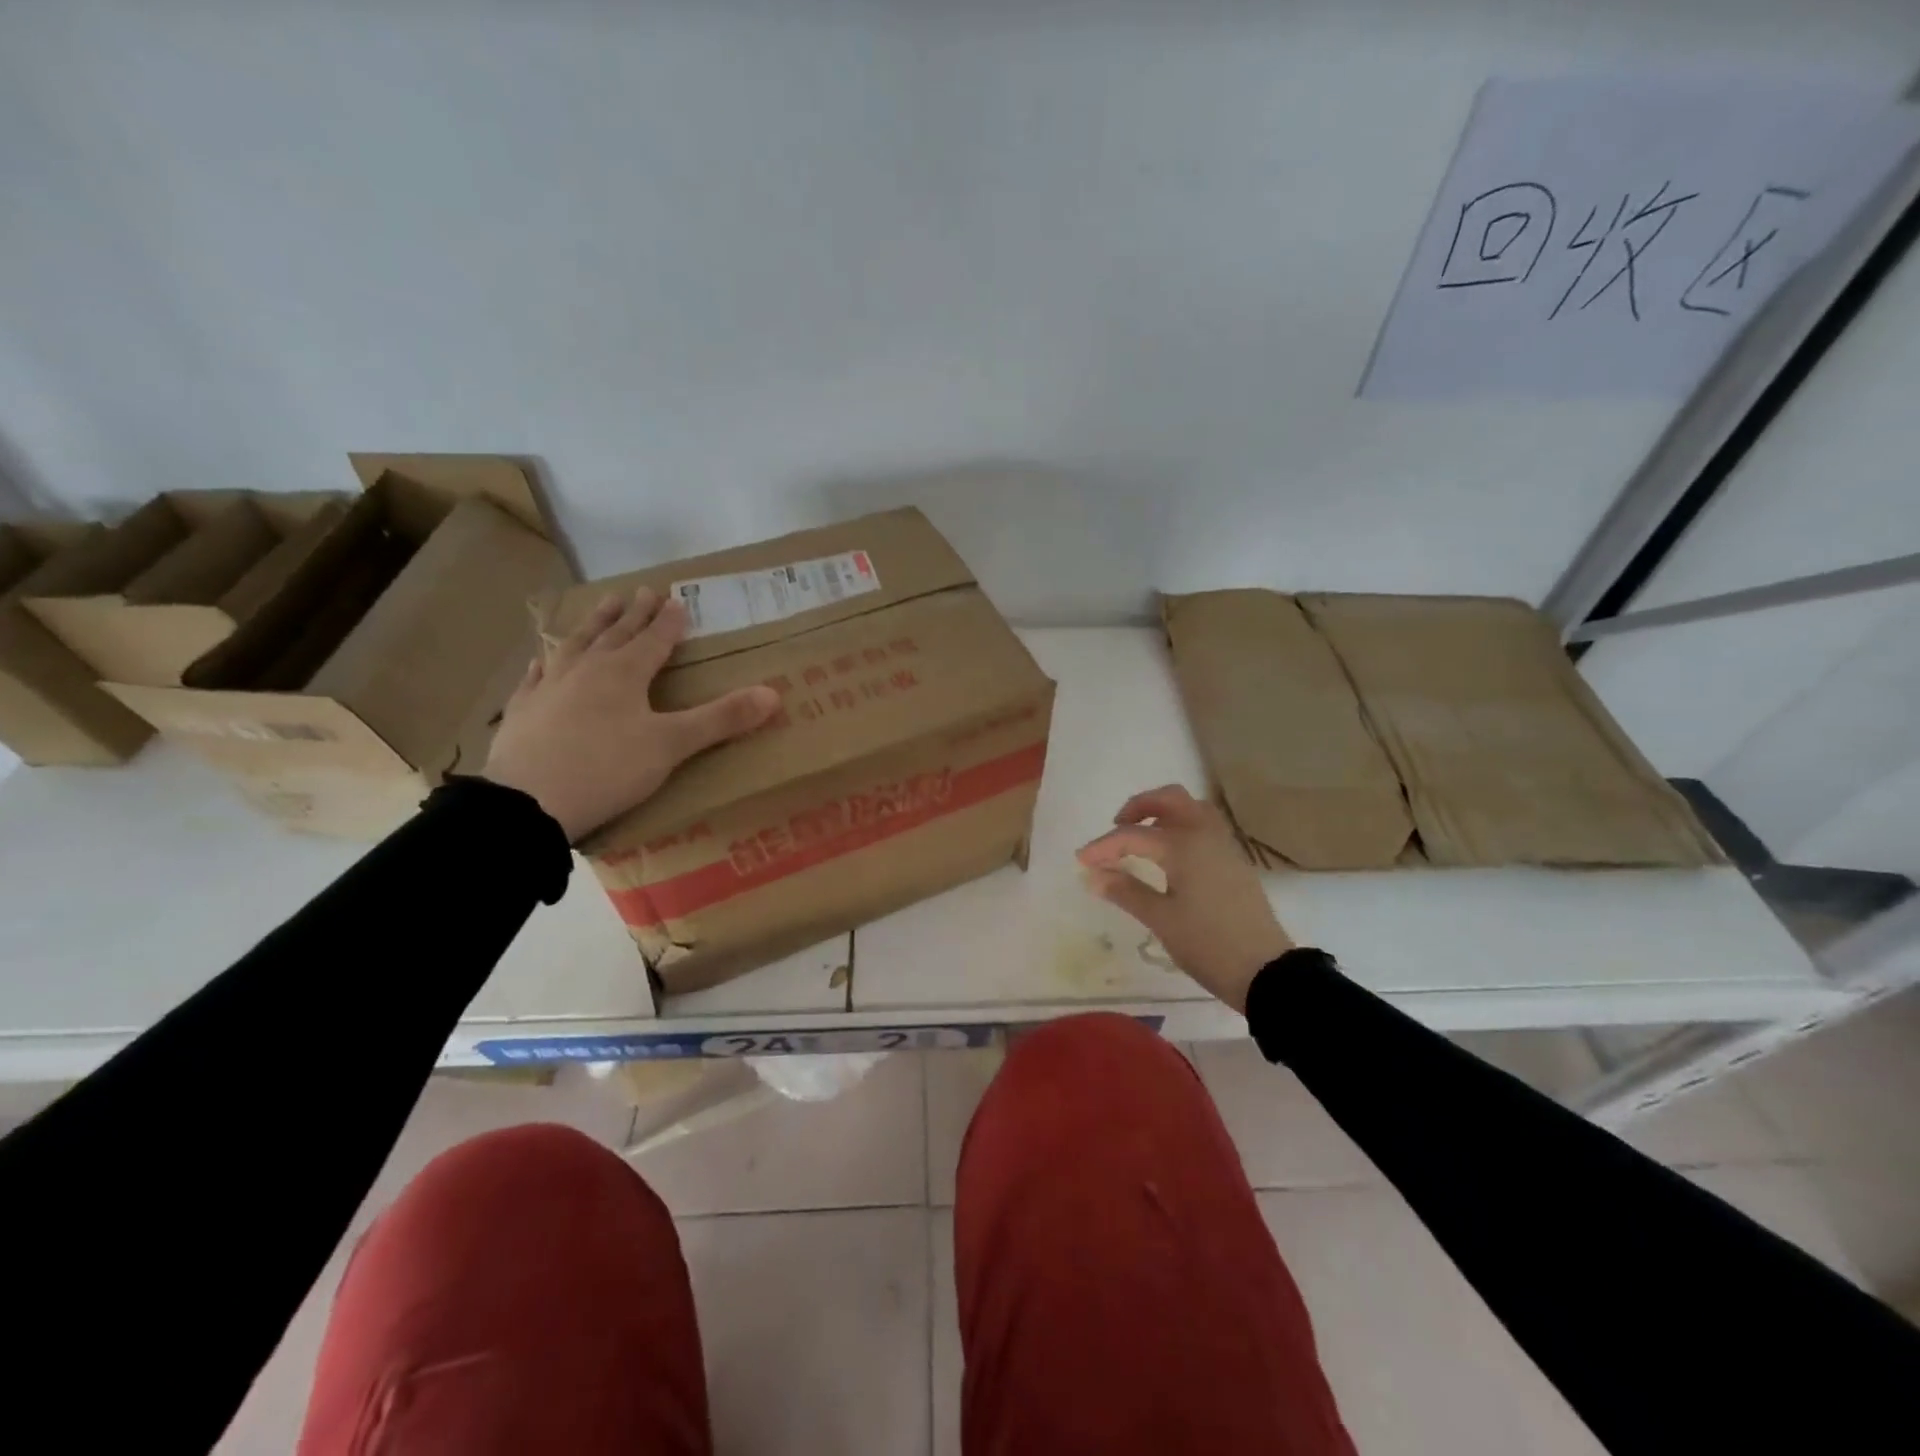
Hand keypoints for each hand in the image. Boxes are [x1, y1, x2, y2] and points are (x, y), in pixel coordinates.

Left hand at [484, 587, 778, 841]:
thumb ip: (721, 719)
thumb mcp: (672, 746)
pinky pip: (536, 676)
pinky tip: (543, 658)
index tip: (677, 600)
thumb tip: (773, 694)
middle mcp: (586, 670)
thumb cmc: (607, 769)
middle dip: (633, 613)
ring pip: (575, 644)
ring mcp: (549, 687)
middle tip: (643, 591)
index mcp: (624, 673)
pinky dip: (546, 662)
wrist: (527, 803)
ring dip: (593, 624)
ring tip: (603, 605)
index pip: (653, 639)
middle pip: (615, 634)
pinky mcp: (522, 711)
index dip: (668, 621)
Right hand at [1077, 784, 1293, 1013]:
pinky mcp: (1234, 860)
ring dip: (1164, 811)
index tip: (1081, 861)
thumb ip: (1125, 891)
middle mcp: (1205, 834)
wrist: (1265, 971)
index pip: (1132, 835)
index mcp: (1183, 845)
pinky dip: (1182, 824)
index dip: (1103, 846)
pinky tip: (1170, 853)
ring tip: (1142, 836)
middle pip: (1170, 799)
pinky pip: (1205, 825)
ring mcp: (1224, 845)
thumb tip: (1092, 875)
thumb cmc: (1208, 944)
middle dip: (1139, 807)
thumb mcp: (1161, 919)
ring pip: (1192, 808)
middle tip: (1117, 827)